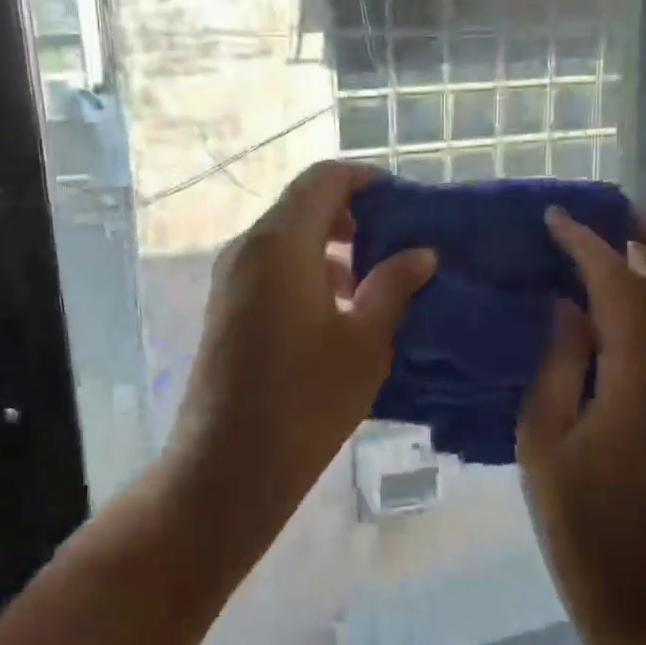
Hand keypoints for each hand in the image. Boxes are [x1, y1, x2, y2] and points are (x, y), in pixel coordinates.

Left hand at [165, 161, 434, 545]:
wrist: (229, 465)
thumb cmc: (306, 400)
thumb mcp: (364, 342)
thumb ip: (393, 286)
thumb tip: (421, 253)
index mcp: (281, 243)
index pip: (324, 179)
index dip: (365, 180)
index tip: (402, 201)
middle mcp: (248, 248)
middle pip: (302, 205)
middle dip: (351, 215)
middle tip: (394, 244)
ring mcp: (230, 277)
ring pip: (286, 237)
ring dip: (329, 247)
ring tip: (372, 283)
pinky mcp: (224, 306)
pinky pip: (270, 266)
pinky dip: (305, 270)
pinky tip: (336, 311)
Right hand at [518, 208, 645, 644]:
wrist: (643, 588)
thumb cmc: (579, 519)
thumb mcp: (543, 439)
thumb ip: (558, 363)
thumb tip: (567, 306)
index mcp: (639, 377)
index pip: (618, 284)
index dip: (586, 245)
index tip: (556, 219)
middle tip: (618, 211)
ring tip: (629, 241)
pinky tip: (636, 298)